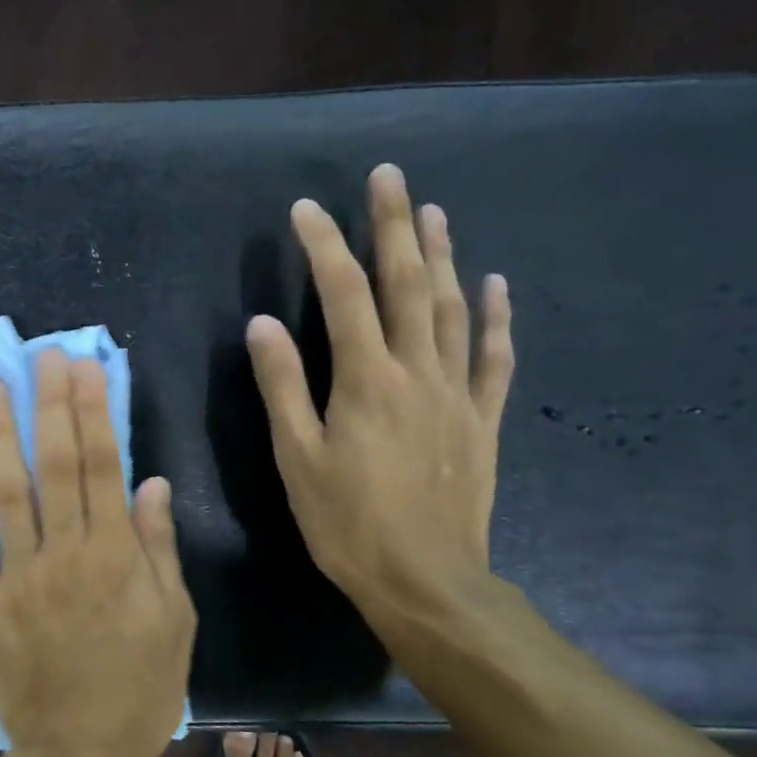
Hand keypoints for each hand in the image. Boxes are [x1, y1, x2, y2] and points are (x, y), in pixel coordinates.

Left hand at [0, 348, 195, 756]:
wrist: (81, 754)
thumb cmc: (141, 689)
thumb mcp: (174, 620)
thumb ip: (158, 548)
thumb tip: (151, 483)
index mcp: (116, 554)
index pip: (104, 465)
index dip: (94, 411)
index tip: (84, 367)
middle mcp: (66, 552)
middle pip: (58, 465)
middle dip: (50, 405)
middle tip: (42, 355)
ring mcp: (20, 576)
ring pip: (9, 492)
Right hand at [246, 163, 514, 639]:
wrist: (426, 580)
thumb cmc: (347, 523)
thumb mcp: (298, 459)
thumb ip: (282, 387)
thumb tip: (262, 325)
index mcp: (366, 380)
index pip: (343, 294)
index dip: (324, 247)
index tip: (306, 209)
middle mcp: (417, 372)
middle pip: (406, 285)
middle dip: (394, 226)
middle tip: (388, 176)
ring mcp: (457, 394)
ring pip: (451, 309)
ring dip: (442, 256)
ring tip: (433, 212)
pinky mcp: (482, 421)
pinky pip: (493, 358)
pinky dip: (494, 318)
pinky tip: (494, 285)